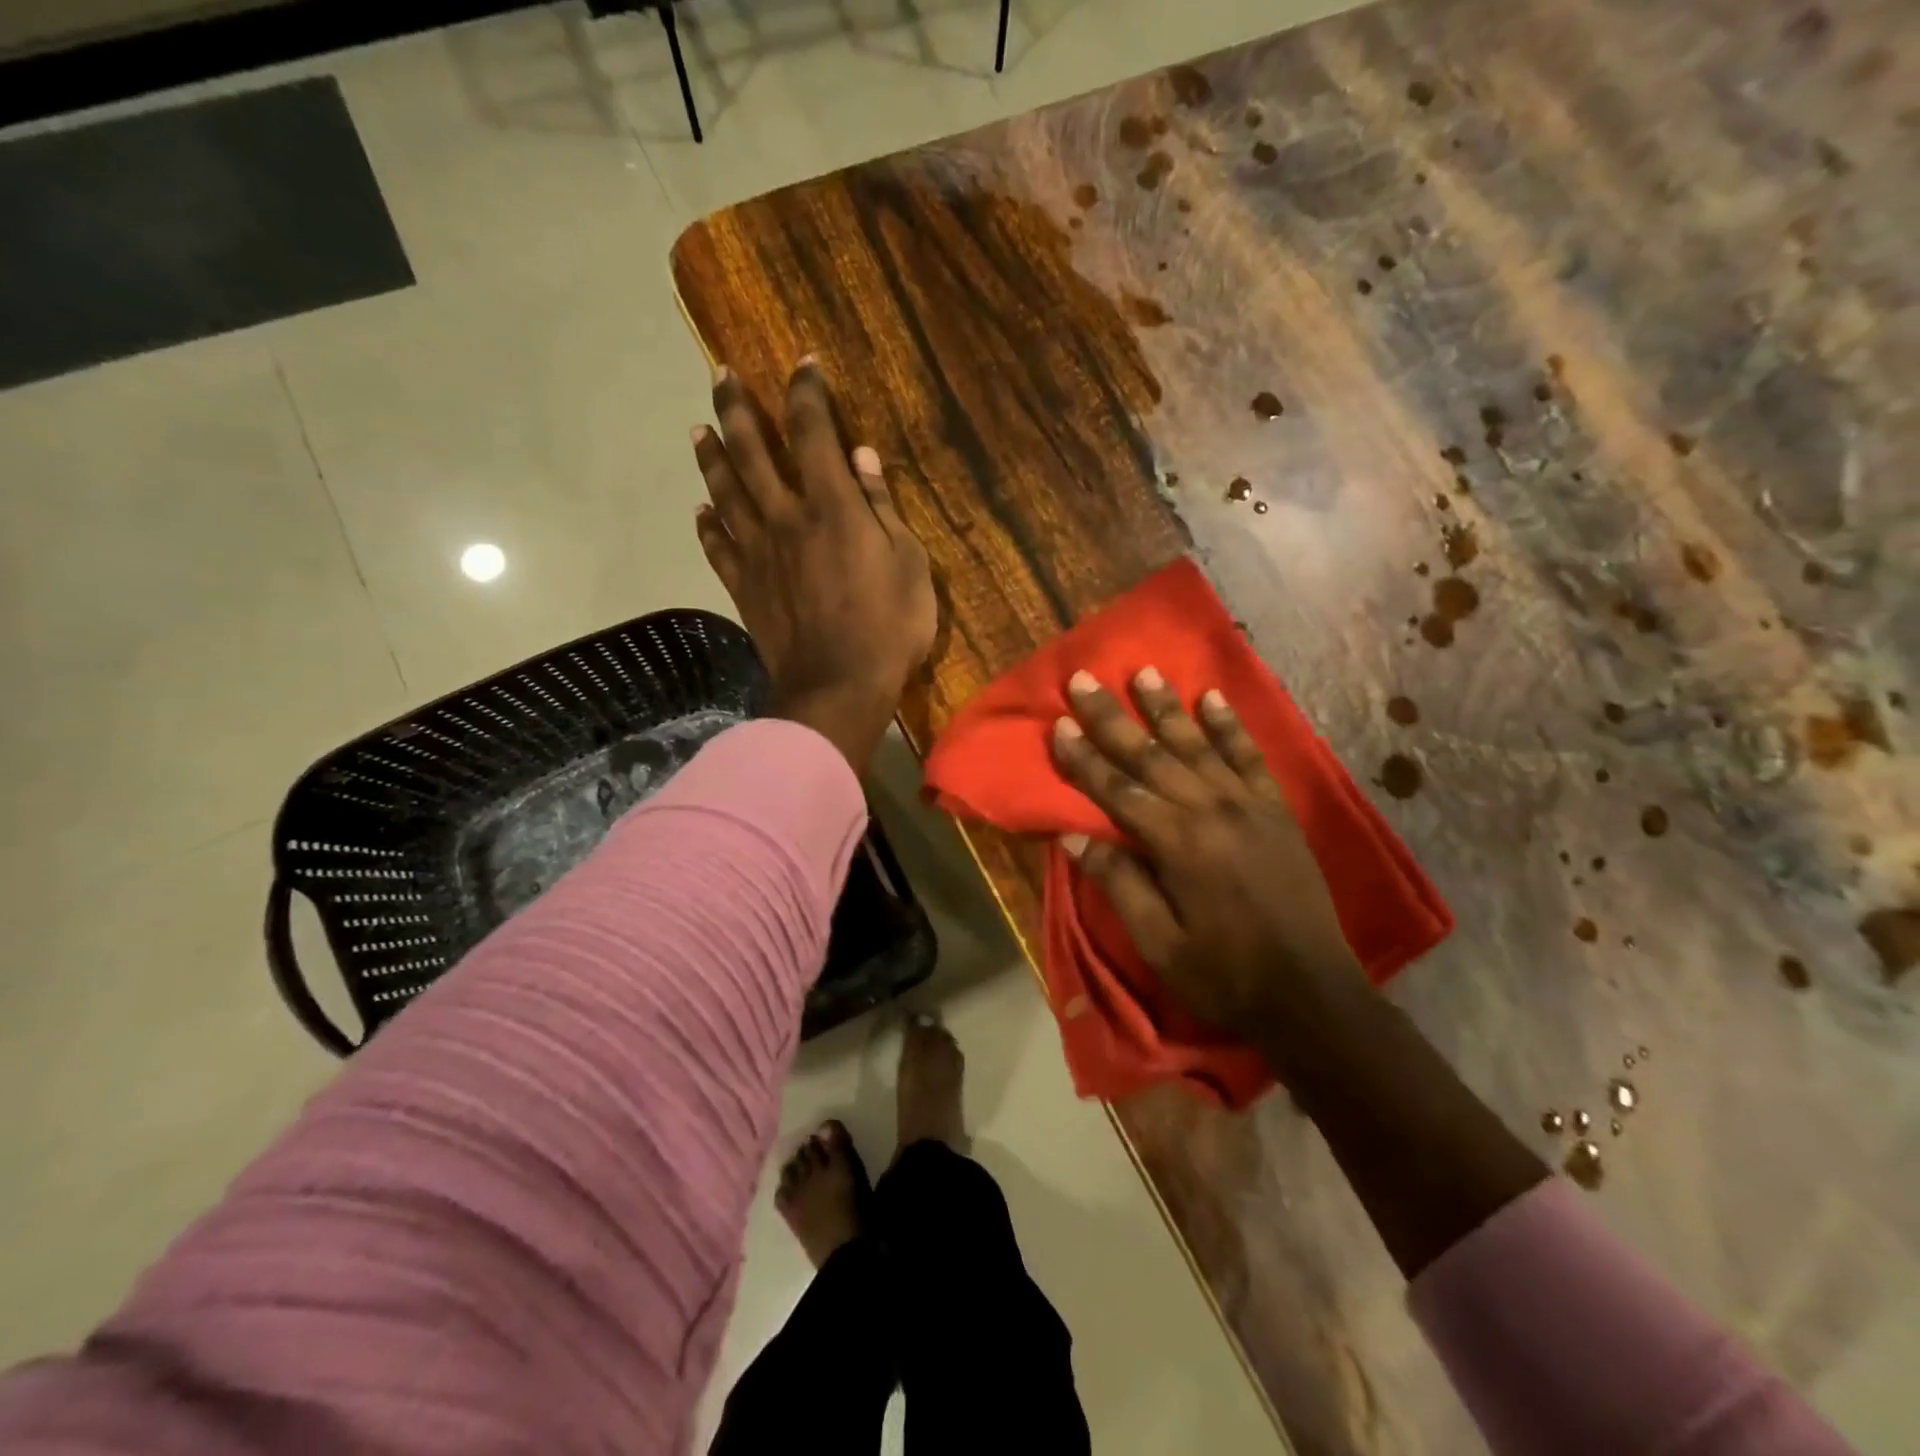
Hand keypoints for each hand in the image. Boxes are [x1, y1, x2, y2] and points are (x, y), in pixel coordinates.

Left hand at [691, 360, 936, 773]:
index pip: (814, 431)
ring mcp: (758, 552)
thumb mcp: (909, 564)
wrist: (838, 687)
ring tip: (699, 428)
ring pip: (726, 491)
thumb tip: (863, 457)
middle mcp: (786, 516)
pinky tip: (700, 510)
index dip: (807, 392)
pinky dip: (707, 524)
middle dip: (737, 407)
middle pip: (753, 450)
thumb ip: (883, 507)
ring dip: (712, 457)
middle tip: (721, 375)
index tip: (804, 364)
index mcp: (833, 506)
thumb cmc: (888, 627)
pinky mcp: (744, 586)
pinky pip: (717, 547)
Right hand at [1051, 669, 1367, 1042]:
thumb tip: (1073, 835)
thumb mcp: (1159, 942)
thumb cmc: (1225, 975)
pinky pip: (1250, 757)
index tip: (1058, 724)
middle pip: (1151, 754)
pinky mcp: (1276, 810)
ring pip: (1198, 744)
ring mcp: (1249, 805)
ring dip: (1166, 708)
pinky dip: (1230, 726)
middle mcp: (1211, 809)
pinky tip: (1213, 699)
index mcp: (1177, 843)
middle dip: (1113, 717)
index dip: (1083, 757)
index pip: (1117, 789)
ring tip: (1143, 672)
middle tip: (1084, 679)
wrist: (1311, 994)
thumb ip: (1119, 883)